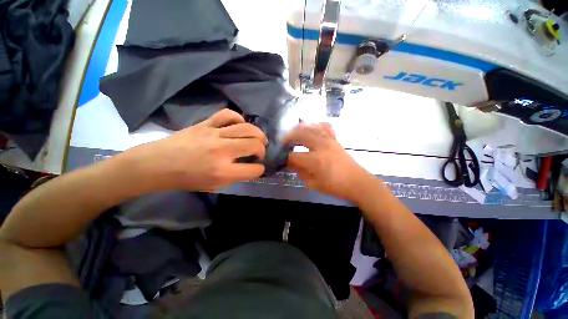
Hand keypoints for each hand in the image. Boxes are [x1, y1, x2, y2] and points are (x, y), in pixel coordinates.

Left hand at [132, 109, 267, 191]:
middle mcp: (221, 151)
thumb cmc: (187, 179)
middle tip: (260, 152)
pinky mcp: (206, 124)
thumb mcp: (215, 186)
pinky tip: (240, 125)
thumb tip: (250, 166)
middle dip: (262, 150)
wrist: (158, 164)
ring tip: (259, 138)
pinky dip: (238, 118)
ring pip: (246, 128)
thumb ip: (236, 176)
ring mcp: (214, 134)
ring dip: (258, 134)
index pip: (254, 169)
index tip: (258, 168)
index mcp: (223, 171)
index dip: (259, 169)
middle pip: (254, 145)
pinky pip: (228, 115)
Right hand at [284, 123, 375, 202]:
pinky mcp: (335, 140)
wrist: (357, 182)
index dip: (285, 158)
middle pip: (300, 135)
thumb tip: (291, 163)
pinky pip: (325, 127)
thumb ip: (300, 172)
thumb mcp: (314, 184)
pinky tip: (311, 128)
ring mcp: (329, 140)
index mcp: (315, 160)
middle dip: (289, 137)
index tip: (282, 160)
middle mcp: (321, 146)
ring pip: (311, 127)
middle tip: (283, 142)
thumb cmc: (335, 186)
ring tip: (293, 132)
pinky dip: (316, 125)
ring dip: (300, 128)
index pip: (294, 156)